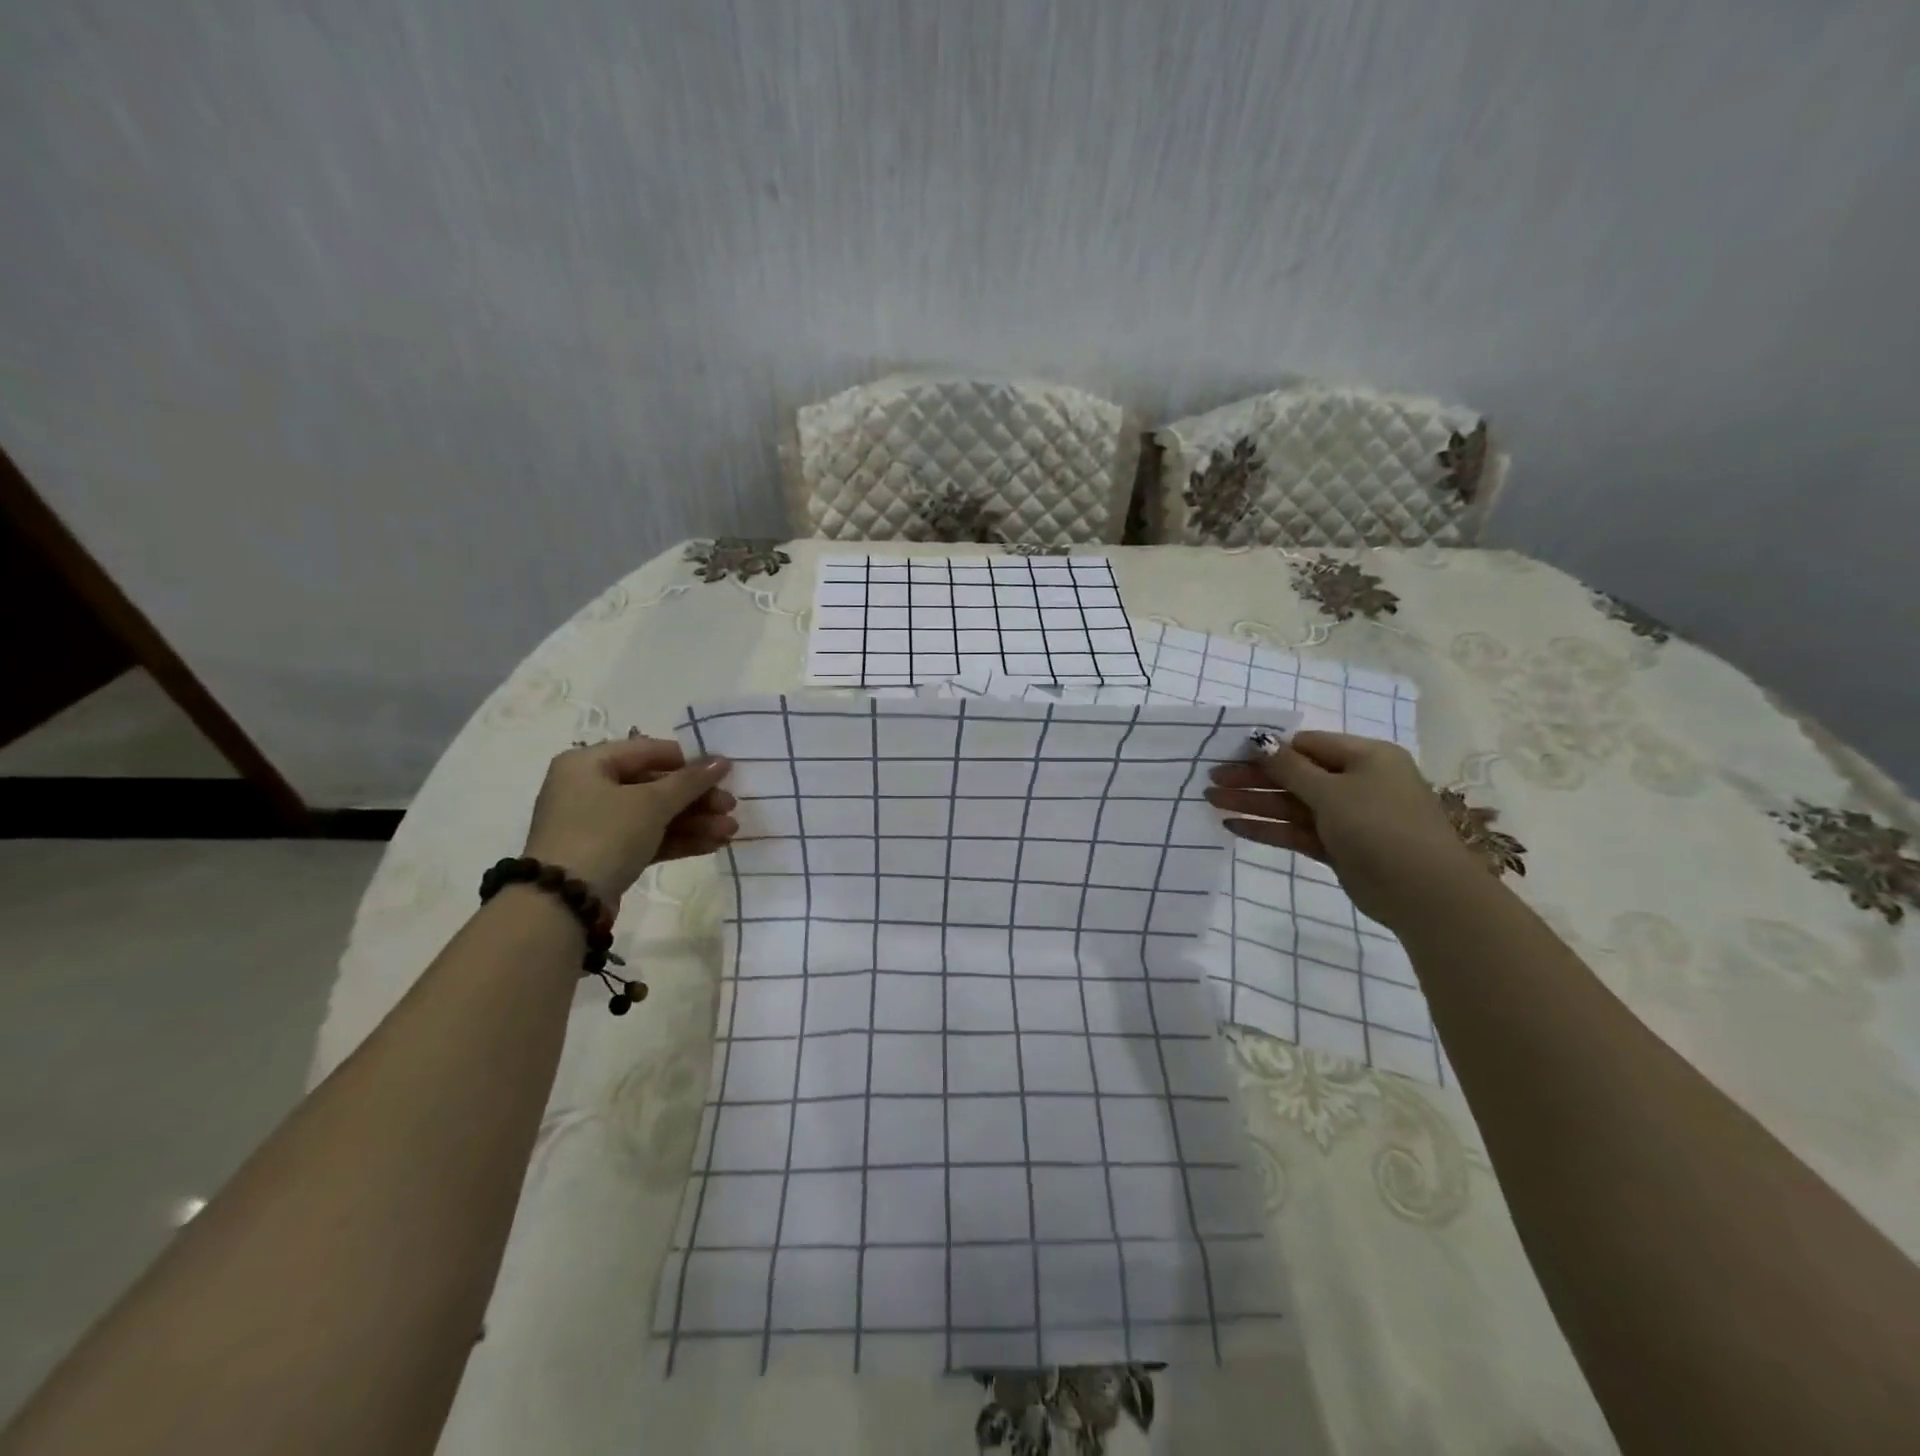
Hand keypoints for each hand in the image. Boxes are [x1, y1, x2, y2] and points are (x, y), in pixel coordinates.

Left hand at [522, 737, 735, 901]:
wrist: (564, 903)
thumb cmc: (604, 834)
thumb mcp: (651, 803)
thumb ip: (689, 781)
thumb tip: (722, 761)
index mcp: (589, 763)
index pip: (648, 751)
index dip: (689, 761)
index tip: (724, 773)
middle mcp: (589, 788)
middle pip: (654, 785)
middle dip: (697, 798)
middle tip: (730, 807)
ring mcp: (597, 824)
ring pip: (655, 815)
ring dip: (695, 821)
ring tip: (730, 831)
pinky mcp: (607, 854)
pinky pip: (649, 838)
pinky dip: (679, 840)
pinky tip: (712, 844)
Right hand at [1205, 731, 1481, 929]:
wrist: (1424, 893)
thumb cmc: (1380, 826)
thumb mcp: (1332, 790)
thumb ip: (1289, 767)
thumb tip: (1258, 740)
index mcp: (1364, 757)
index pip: (1306, 745)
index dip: (1267, 749)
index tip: (1228, 754)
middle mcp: (1356, 782)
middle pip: (1294, 775)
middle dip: (1253, 778)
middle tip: (1211, 781)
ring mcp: (1347, 817)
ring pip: (1291, 804)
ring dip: (1253, 803)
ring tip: (1211, 801)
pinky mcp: (1337, 847)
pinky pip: (1296, 831)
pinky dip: (1267, 828)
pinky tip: (1233, 826)